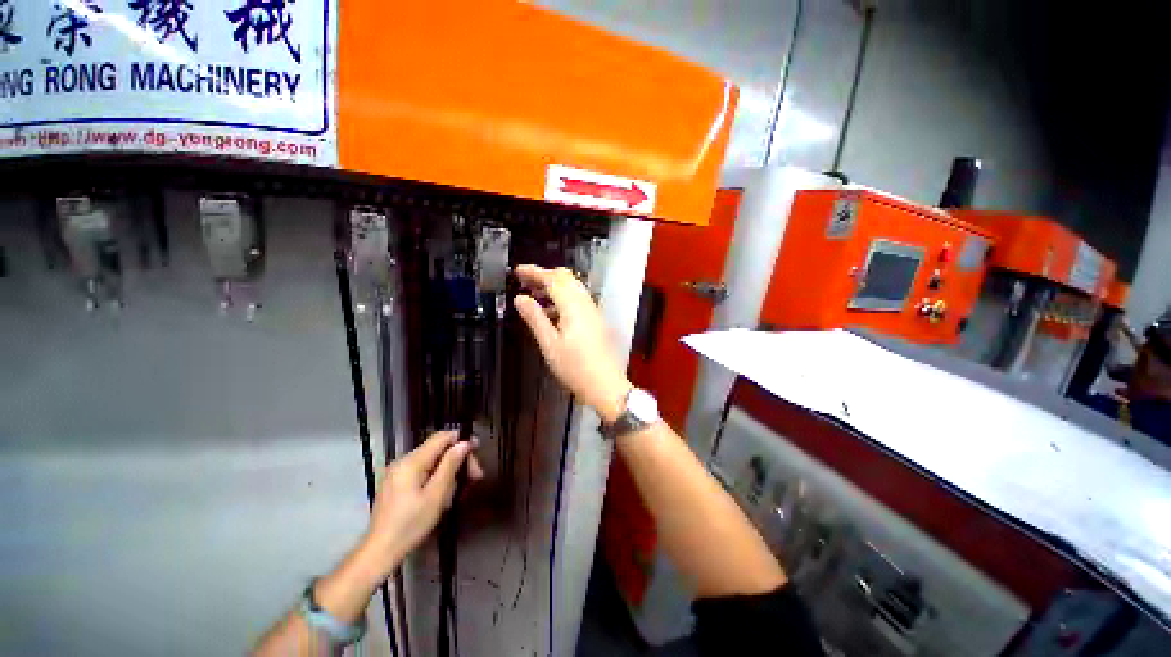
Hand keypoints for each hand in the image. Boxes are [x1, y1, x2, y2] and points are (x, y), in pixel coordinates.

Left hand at [362, 431, 483, 576]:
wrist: (380, 552)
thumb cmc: (411, 524)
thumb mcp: (436, 495)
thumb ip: (450, 465)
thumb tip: (464, 443)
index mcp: (411, 461)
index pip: (441, 437)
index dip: (461, 439)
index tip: (477, 450)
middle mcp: (403, 461)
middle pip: (437, 449)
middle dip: (457, 459)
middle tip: (475, 477)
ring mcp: (397, 473)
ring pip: (431, 461)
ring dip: (449, 471)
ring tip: (460, 490)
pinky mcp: (396, 484)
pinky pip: (422, 471)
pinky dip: (436, 478)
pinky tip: (444, 494)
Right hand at [514, 265, 631, 423]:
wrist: (605, 385)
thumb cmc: (576, 368)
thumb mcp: (549, 344)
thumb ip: (535, 318)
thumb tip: (520, 299)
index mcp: (573, 307)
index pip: (553, 279)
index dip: (534, 272)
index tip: (518, 271)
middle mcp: (586, 304)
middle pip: (566, 278)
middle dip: (544, 276)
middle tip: (525, 281)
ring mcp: (593, 312)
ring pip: (573, 288)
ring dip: (554, 287)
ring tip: (534, 296)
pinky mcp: (596, 320)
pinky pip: (578, 300)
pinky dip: (563, 298)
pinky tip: (551, 312)